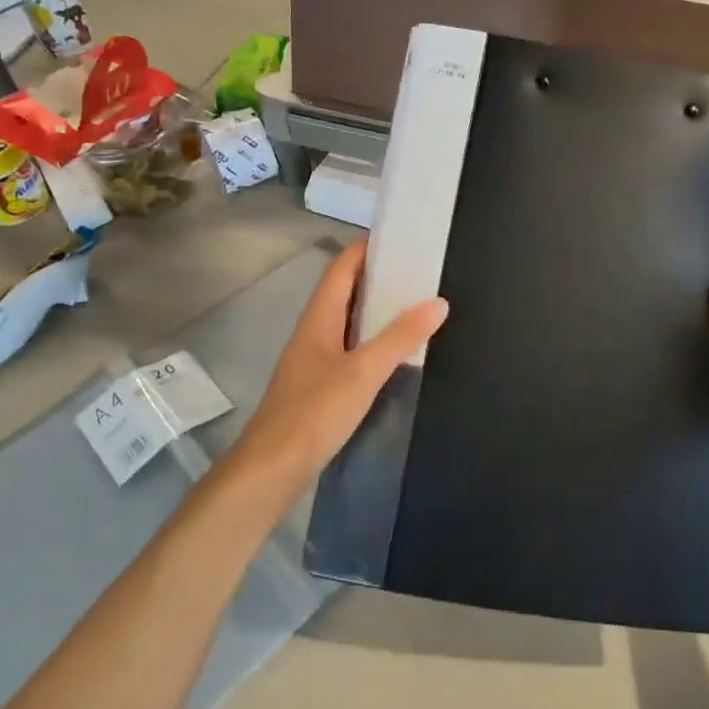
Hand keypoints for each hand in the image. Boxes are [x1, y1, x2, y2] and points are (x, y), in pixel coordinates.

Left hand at [236, 242, 446, 493]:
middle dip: (378, 278)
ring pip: (348, 322)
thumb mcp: (363, 372)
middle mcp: (313, 333)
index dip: (366, 249)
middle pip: (345, 292)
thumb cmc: (313, 413)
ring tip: (415, 306)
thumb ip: (400, 337)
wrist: (271, 470)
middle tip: (420, 272)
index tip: (401, 238)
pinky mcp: (319, 387)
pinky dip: (373, 341)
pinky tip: (395, 354)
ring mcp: (314, 361)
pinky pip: (350, 350)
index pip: (341, 269)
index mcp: (318, 319)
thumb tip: (437, 302)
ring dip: (377, 310)